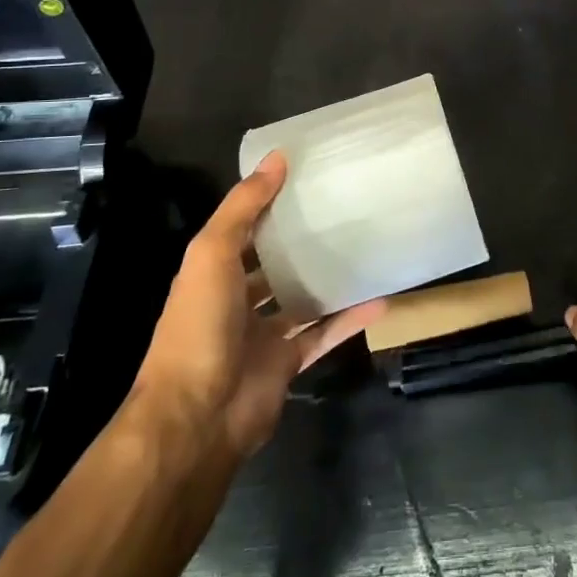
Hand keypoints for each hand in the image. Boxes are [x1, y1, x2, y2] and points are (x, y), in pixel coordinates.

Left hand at [131, 152, 385, 459]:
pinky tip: (380, 300)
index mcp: (213, 271)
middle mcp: (236, 299)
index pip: (244, 228)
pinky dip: (349, 320)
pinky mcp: (286, 362)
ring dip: (329, 278)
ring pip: (301, 297)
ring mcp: (262, 333)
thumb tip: (277, 157)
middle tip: (346, 209)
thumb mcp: (212, 254)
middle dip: (302, 240)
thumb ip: (243, 207)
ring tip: (367, 249)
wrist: (196, 419)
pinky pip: (323, 334)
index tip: (308, 175)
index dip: (270, 202)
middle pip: (273, 262)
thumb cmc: (198, 327)